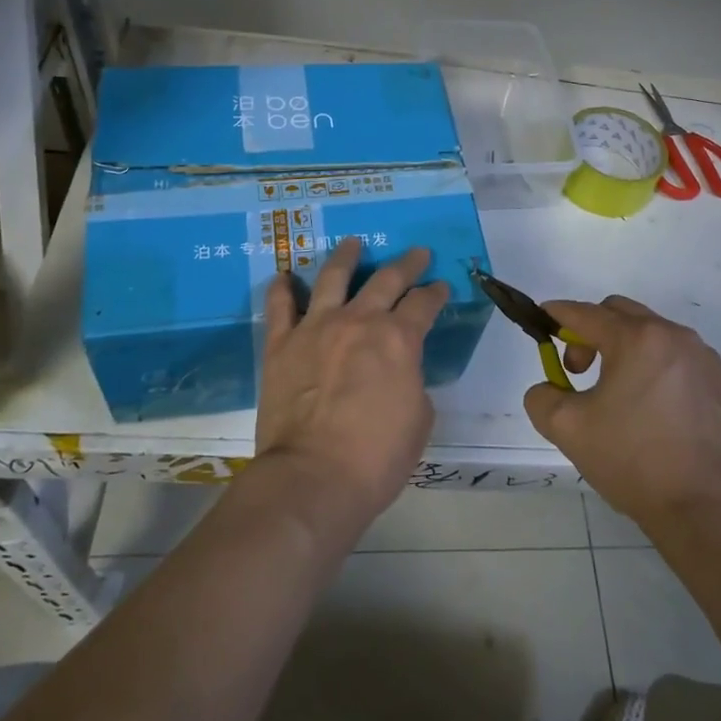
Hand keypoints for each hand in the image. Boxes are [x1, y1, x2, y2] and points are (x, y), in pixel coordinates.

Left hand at [255, 238, 445, 528]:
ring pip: (332, 277)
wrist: (313, 477)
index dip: (436, 294)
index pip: (424, 304)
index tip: (441, 288)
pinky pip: (280, 307)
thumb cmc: (377, 457)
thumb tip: (399, 369)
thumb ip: (412, 380)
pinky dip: (282, 288)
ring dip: (346, 257)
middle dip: (406, 264)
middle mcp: (358, 321)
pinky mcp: (281, 344)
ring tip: (352, 243)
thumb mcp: (419, 418)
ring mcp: (316, 328)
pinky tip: (285, 276)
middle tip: (417, 253)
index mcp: (398, 338)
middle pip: (386, 280)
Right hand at [523, 296, 720, 530]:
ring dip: (626, 349)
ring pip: (652, 334)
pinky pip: (679, 358)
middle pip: (621, 314)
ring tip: (617, 392)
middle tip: (579, 370)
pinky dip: (657, 367)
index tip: (542, 318)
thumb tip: (550, 387)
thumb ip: (542, 396)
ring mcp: (703, 357)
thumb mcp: (566, 428)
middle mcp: (673, 335)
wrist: (700, 505)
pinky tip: (652, 406)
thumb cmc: (631, 459)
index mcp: (636, 339)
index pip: (586, 313)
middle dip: (592, 332)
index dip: (559, 313)